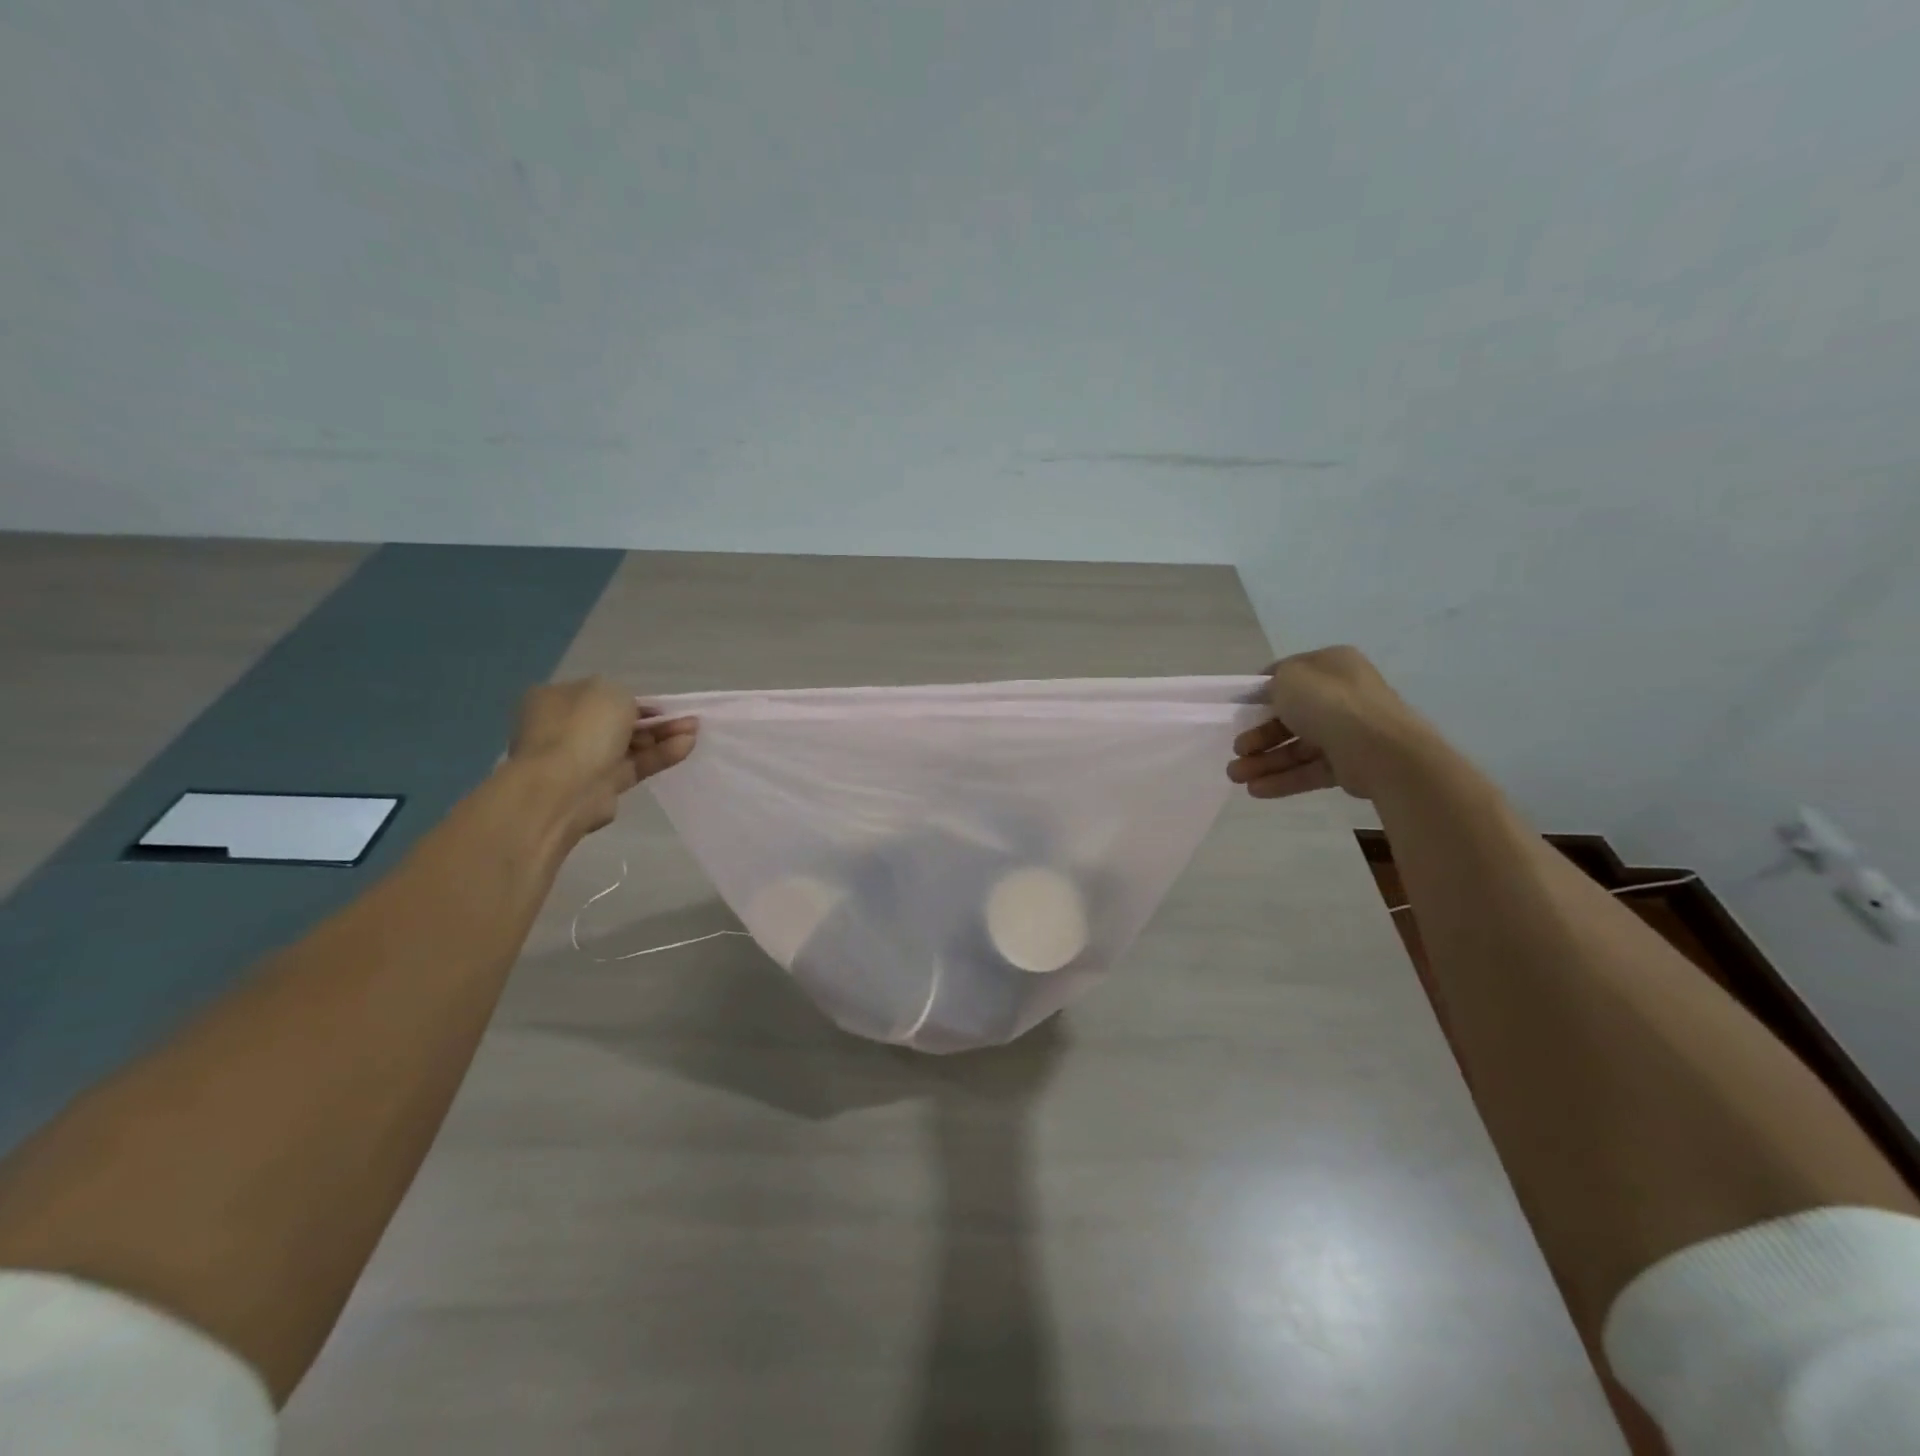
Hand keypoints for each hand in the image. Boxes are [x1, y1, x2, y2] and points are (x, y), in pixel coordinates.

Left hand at [507, 678, 697, 838]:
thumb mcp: (610, 691)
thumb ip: (627, 697)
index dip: (634, 698)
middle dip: (654, 719)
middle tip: (686, 718)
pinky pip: (636, 765)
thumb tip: (632, 712)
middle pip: (619, 721)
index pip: (601, 695)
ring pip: (631, 744)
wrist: (565, 787)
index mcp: (556, 699)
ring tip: (694, 730)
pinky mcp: (602, 784)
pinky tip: (686, 746)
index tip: (662, 704)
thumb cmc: (582, 728)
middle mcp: (566, 727)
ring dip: (663, 735)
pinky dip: (660, 755)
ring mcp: (583, 758)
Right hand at [1227, 645, 1436, 801]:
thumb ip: (1274, 682)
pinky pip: (1311, 770)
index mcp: (1332, 666)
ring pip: (1298, 747)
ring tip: (1236, 777)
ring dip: (1265, 762)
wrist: (1379, 748)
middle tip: (1236, 751)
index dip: (1262, 693)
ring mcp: (1348, 732)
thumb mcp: (1290, 678)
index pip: (1291, 677)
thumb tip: (1272, 695)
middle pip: (1291, 718)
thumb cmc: (1329, 703)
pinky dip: (1284, 779)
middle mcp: (1342, 696)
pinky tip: (1256, 790)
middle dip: (1259, 736)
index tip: (1240, 710)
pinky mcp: (1350, 764)